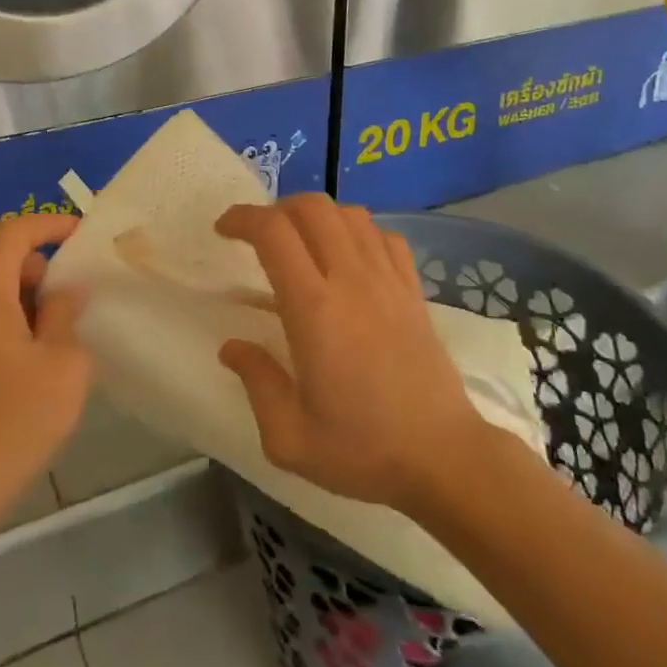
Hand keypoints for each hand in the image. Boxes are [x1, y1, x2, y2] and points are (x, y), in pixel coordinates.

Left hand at [0, 214, 91, 529]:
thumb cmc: (15, 419)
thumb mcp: (63, 363)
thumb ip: (65, 314)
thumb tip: (63, 292)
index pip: (16, 232)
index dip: (51, 224)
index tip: (82, 234)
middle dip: (39, 269)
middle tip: (75, 296)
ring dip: (20, 298)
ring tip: (54, 332)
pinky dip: (0, 320)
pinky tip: (24, 359)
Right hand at [215, 196, 487, 513]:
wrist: (443, 459)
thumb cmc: (363, 451)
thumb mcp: (289, 437)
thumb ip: (256, 382)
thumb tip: (232, 346)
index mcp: (314, 311)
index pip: (274, 233)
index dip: (243, 218)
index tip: (223, 231)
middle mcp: (352, 281)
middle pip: (313, 208)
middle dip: (276, 209)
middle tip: (258, 237)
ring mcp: (388, 281)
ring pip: (349, 214)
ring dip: (316, 216)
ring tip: (300, 243)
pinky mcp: (413, 290)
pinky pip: (383, 236)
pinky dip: (357, 231)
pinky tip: (347, 258)